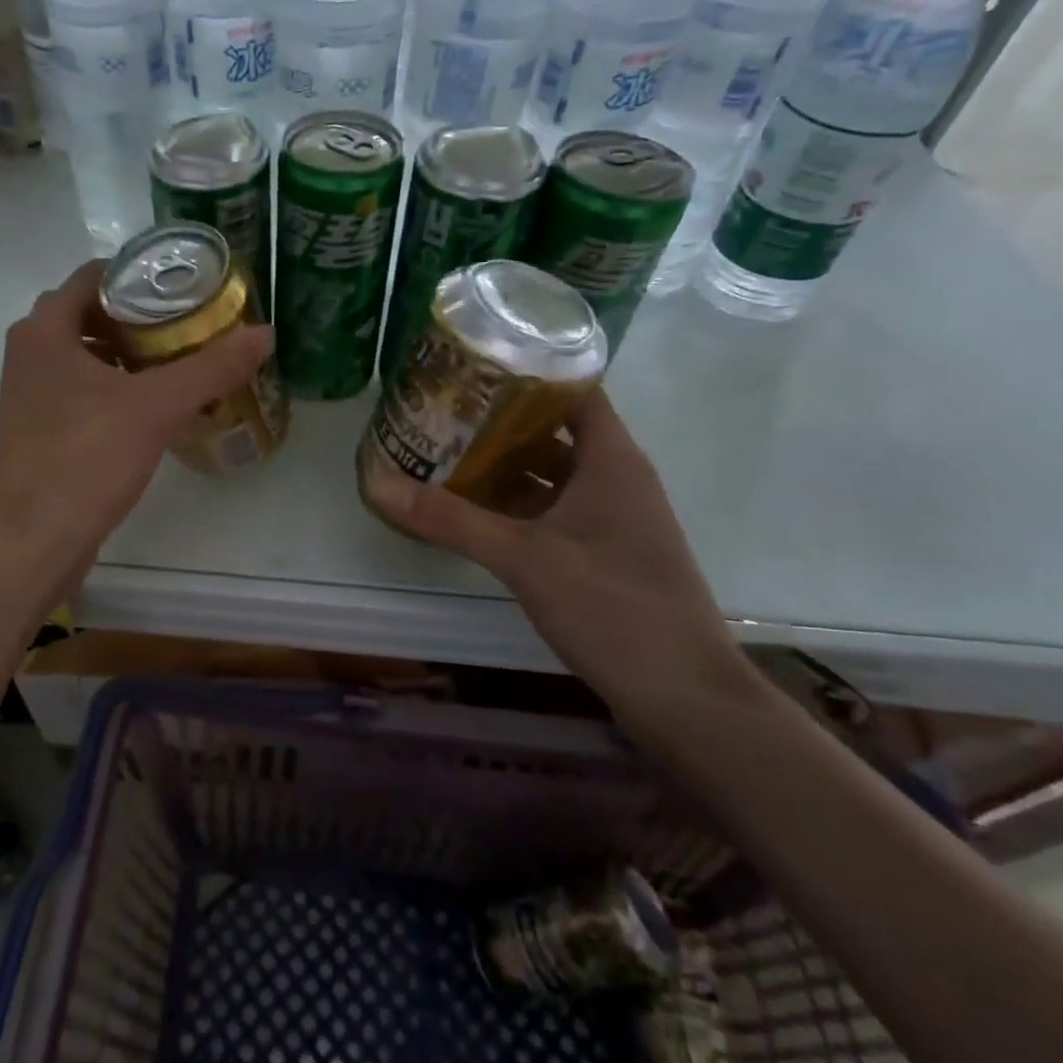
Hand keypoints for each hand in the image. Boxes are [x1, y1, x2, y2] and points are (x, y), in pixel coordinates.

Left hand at [0, 260, 270, 581]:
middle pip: (92, 313)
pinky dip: (118, 385)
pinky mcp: (41, 428)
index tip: (186, 285)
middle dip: (142, 315)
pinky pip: (84, 388)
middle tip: (193, 321)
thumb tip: (265, 333)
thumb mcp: (156, 407)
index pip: (95, 275)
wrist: (32, 541)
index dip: (141, 273)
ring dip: (130, 352)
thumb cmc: (85, 458)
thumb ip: (211, 367)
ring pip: (87, 353)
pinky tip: (155, 404)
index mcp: (45, 329)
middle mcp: (30, 351)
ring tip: (182, 358)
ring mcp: (31, 392)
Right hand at [365, 390, 749, 733]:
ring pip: (553, 474)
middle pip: (555, 430)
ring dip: (506, 466)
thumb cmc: (612, 606)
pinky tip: (476, 513)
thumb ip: (449, 519)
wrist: (685, 698)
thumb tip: (376, 481)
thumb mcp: (522, 557)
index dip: (526, 371)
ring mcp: (614, 519)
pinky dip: (518, 505)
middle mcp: (617, 479)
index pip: (572, 389)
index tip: (471, 364)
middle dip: (500, 420)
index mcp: (612, 459)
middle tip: (441, 410)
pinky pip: (556, 510)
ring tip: (446, 454)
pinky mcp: (606, 554)